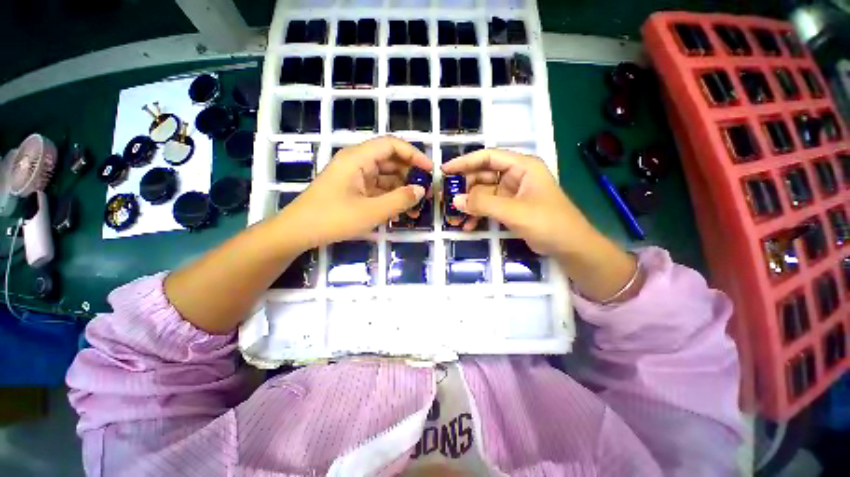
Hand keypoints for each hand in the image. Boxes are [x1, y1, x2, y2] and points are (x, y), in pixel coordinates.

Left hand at [279, 136, 431, 249]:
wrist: (298, 232)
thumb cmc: (332, 218)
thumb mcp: (371, 211)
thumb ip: (399, 200)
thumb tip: (421, 190)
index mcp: (358, 158)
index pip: (392, 145)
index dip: (414, 154)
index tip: (430, 170)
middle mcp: (357, 163)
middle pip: (390, 161)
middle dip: (410, 175)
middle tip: (426, 192)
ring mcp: (355, 177)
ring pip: (385, 177)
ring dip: (401, 189)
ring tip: (417, 206)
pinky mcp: (354, 191)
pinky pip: (377, 189)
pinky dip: (390, 198)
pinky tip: (400, 211)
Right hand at [442, 148, 597, 256]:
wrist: (569, 246)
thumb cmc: (547, 222)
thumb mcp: (513, 211)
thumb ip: (483, 204)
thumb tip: (455, 200)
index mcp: (522, 166)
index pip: (488, 157)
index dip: (465, 162)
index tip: (445, 170)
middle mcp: (516, 176)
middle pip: (483, 175)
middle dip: (465, 188)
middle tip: (447, 198)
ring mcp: (512, 193)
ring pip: (484, 193)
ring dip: (470, 204)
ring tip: (455, 215)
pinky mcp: (510, 207)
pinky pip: (489, 207)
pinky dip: (478, 215)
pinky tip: (468, 226)